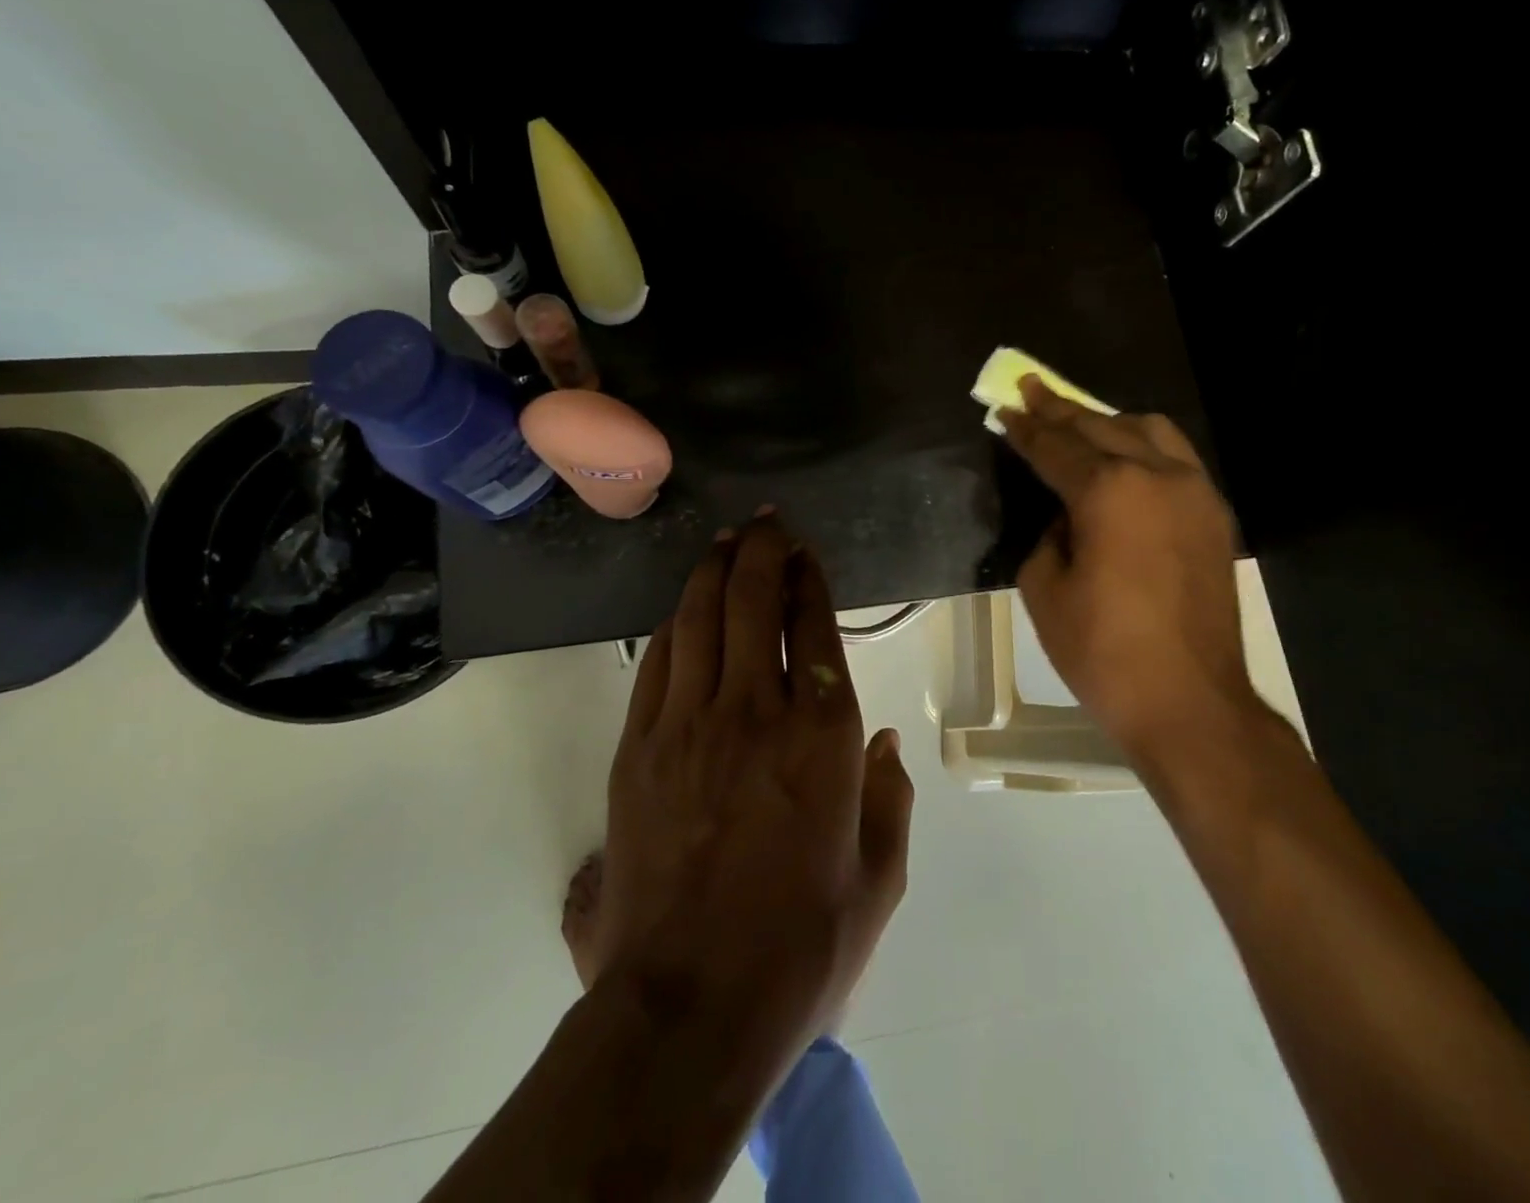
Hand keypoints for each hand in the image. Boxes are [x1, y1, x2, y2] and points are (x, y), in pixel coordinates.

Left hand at [597, 511, 913, 1044]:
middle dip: (761, 551)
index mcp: (824, 735)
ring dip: (714, 571)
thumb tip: (880, 742)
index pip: (815, 625)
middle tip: (765, 523)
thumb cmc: (802, 945)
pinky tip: (683, 609)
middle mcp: (756, 709)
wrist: (689, 1006)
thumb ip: (889, 798)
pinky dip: (675, 624)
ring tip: (724, 542)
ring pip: (700, 618)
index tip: (806, 550)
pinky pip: (658, 663)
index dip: (809, 577)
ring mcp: (689, 724)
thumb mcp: (879, 878)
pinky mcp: (639, 748)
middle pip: (753, 601)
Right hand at [1000, 375, 1261, 759]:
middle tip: (1030, 389)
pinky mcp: (1215, 515)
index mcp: (1109, 491)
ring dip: (1107, 421)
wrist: (1189, 701)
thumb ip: (1047, 535)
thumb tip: (1064, 516)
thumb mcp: (1044, 589)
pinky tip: (1126, 458)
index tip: (1005, 408)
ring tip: (1078, 422)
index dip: (1025, 429)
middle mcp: (1157, 475)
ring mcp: (1195, 491)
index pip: (1055, 448)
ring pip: (1149, 431)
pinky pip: (1176, 459)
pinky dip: (1144, 446)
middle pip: (1100, 427)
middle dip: (1060, 409)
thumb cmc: (1102, 651)